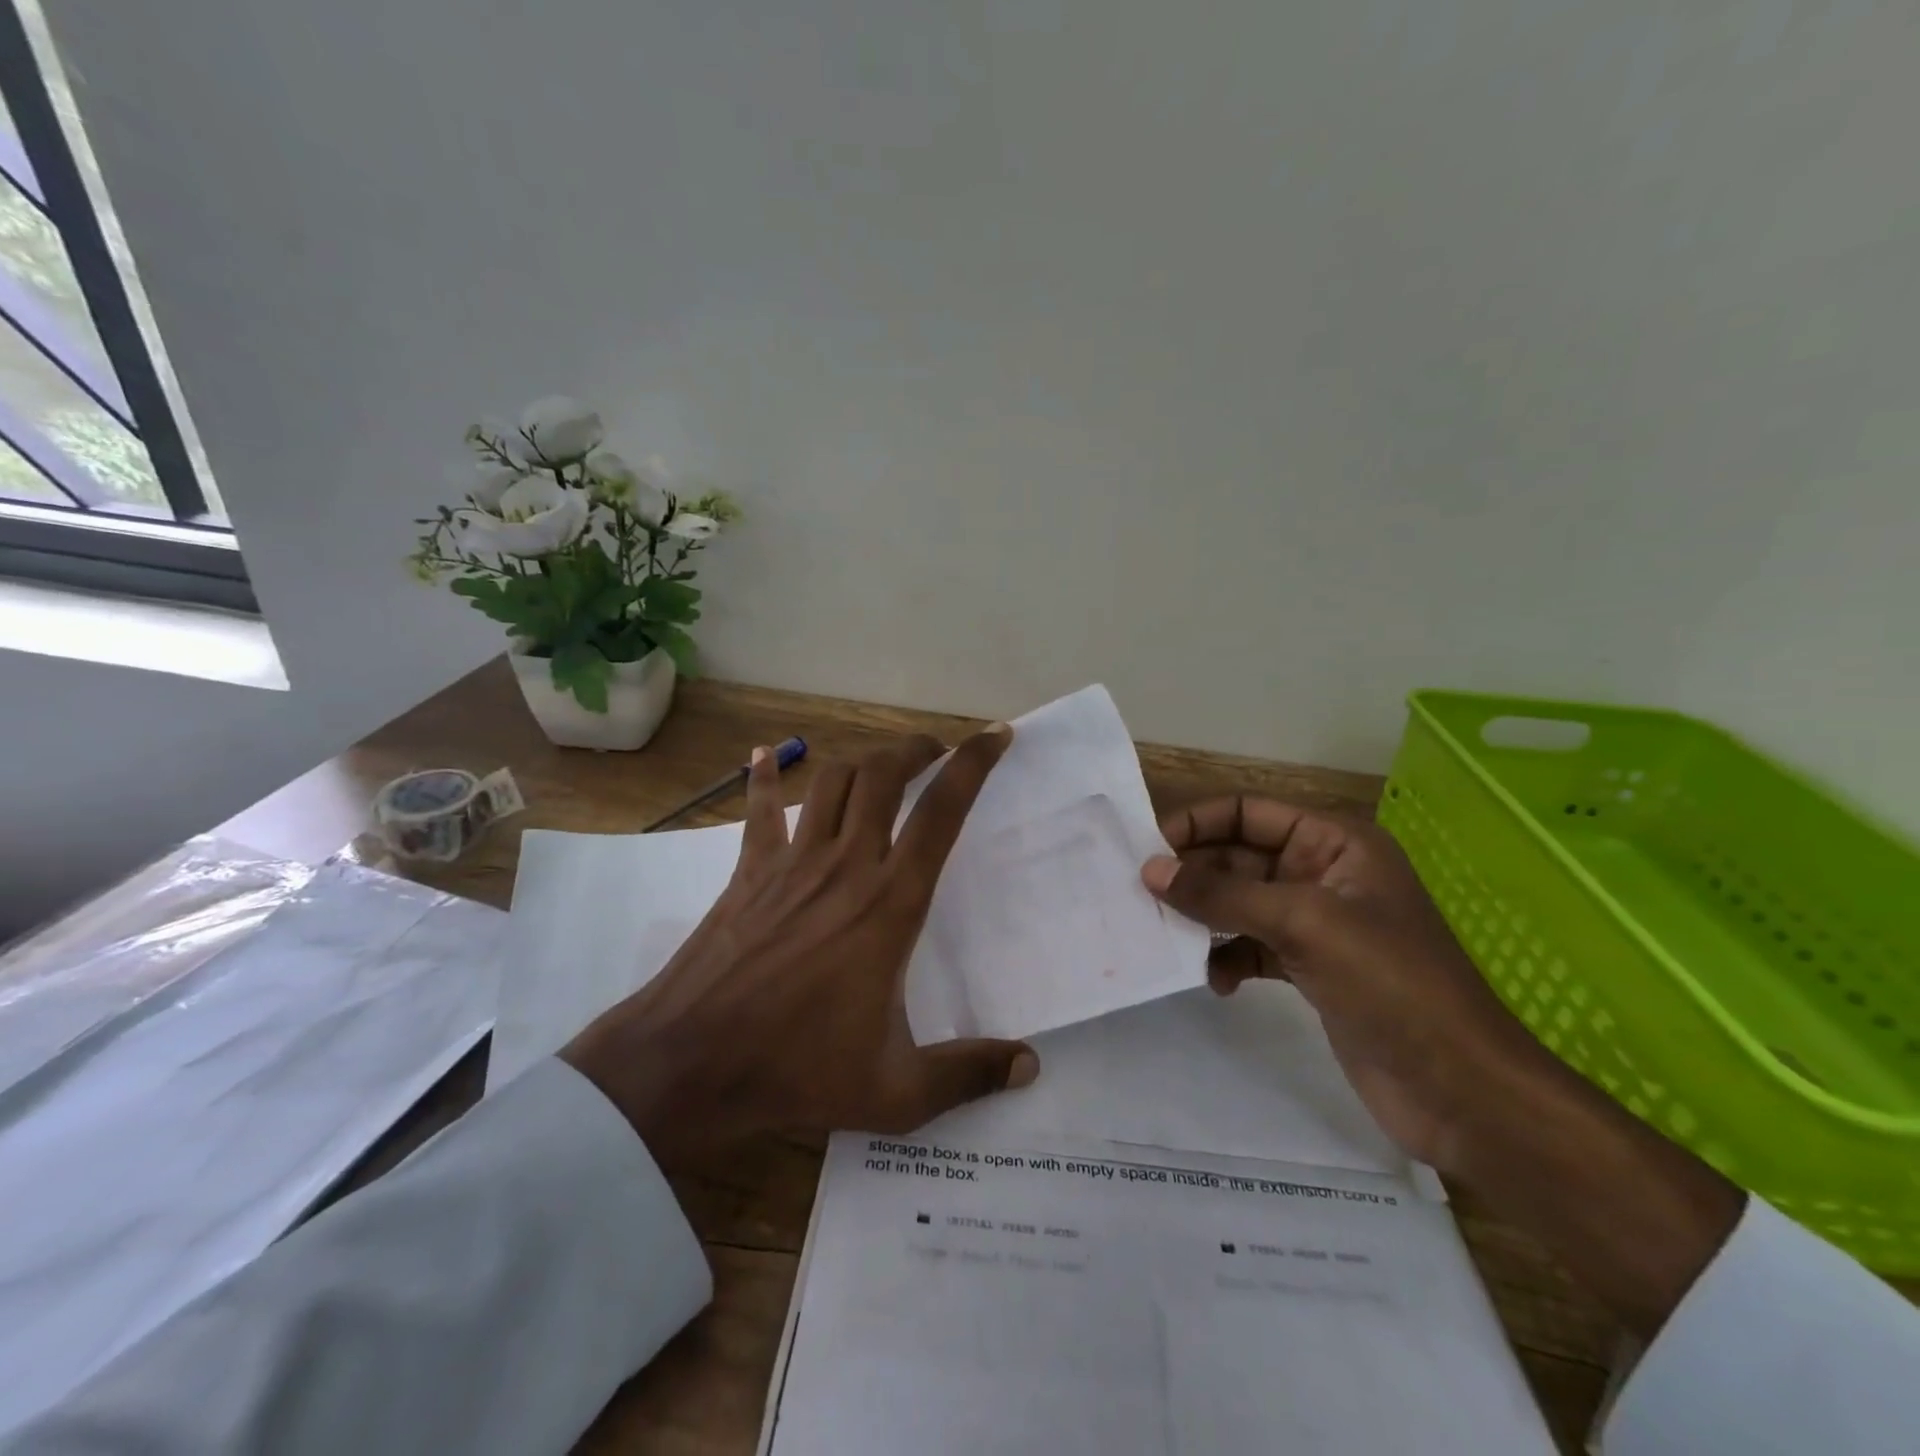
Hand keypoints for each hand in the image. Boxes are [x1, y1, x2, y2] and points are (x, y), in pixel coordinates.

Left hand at [561, 728, 1038, 1166]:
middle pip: (884, 774)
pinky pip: (762, 809)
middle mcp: (846, 864)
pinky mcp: (750, 870)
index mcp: (891, 903)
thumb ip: (968, 1073)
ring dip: (863, 759)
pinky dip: (765, 777)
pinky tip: (764, 754)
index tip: (995, 736)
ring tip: (883, 764)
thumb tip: (1031, 1067)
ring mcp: (793, 861)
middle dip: (916, 749)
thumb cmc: (798, 1070)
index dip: (974, 765)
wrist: (690, 1063)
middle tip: (937, 751)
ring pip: (833, 778)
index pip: (942, 812)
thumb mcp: (897, 1091)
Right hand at [1142, 797, 1742, 1337]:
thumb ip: (1223, 894)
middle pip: (1237, 856)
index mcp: (1334, 842)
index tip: (1145, 852)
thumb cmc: (1392, 986)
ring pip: (1238, 902)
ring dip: (1204, 918)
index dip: (1196, 824)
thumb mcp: (1304, 925)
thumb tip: (1150, 870)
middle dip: (1193, 876)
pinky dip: (1227, 957)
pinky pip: (1250, 945)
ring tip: (1170, 940)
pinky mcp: (1309, 967)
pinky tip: (1215, 982)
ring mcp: (1315, 922)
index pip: (1247, 812)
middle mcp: (1322, 872)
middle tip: (1143, 900)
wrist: (1463, 1092)